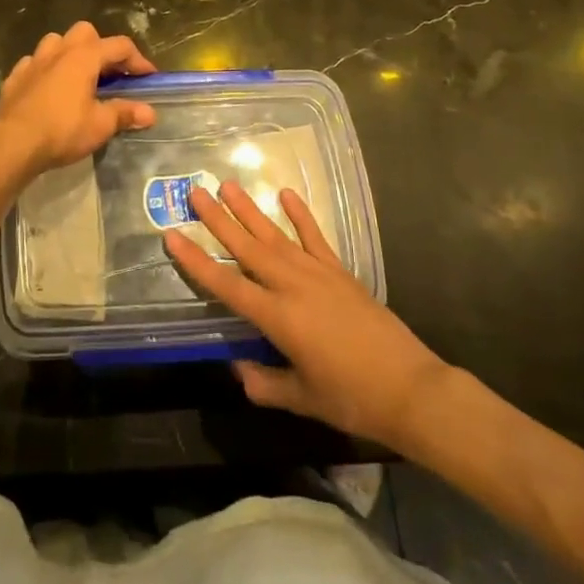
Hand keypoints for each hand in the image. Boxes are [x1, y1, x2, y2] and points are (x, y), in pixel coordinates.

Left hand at [0, 21, 157, 175]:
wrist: (12, 144)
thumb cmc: (62, 130)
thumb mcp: (100, 125)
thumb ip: (125, 114)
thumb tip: (150, 113)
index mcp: (84, 57)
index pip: (119, 46)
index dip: (138, 60)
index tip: (148, 77)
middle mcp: (58, 51)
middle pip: (85, 32)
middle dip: (101, 47)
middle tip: (109, 73)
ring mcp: (33, 61)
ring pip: (56, 42)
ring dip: (70, 53)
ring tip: (78, 77)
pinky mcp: (15, 77)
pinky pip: (34, 63)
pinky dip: (45, 70)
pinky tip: (48, 88)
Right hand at [164, 180, 450, 451]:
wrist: (410, 388)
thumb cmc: (352, 398)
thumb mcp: (302, 398)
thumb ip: (265, 382)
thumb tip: (238, 367)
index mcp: (277, 317)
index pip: (226, 285)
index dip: (196, 262)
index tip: (172, 236)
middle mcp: (292, 286)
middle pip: (247, 248)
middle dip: (218, 220)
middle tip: (195, 192)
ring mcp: (318, 273)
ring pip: (275, 235)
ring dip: (250, 210)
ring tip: (228, 185)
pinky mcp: (340, 271)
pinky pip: (314, 236)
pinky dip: (300, 214)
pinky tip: (285, 194)